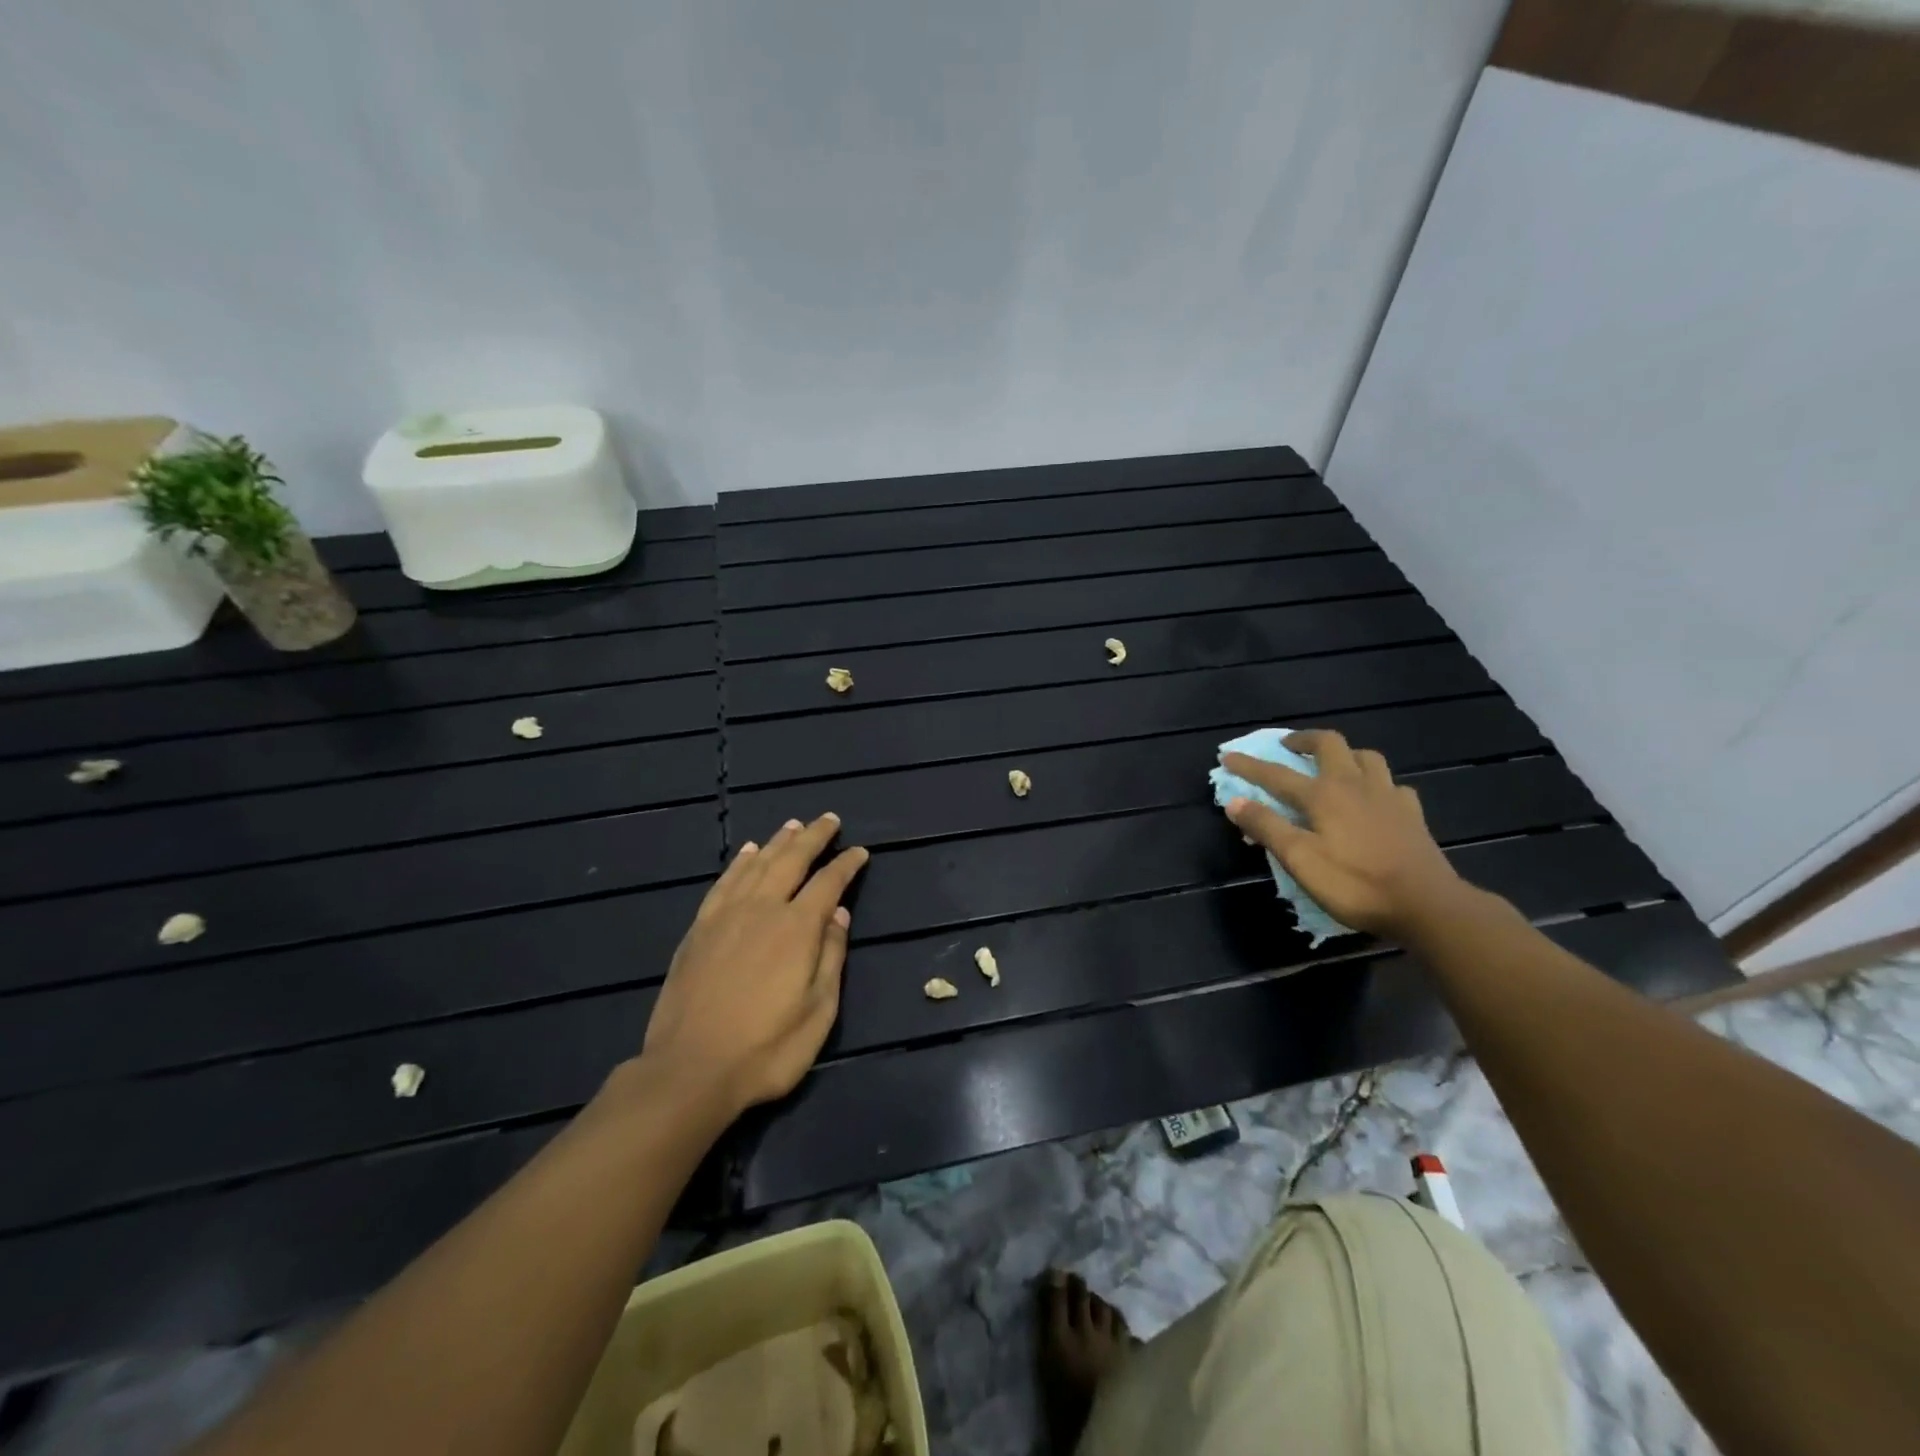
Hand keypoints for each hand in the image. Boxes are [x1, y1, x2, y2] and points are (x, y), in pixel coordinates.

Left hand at [641, 814, 868, 1117]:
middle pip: (791, 860)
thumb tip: (839, 915)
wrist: (689, 1071)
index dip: (847, 865)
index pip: (828, 883)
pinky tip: (746, 852)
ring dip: (777, 842)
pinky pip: (723, 882)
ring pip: (756, 864)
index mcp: (796, 929)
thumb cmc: (766, 1049)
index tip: (860, 852)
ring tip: (792, 825)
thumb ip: (831, 958)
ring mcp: (725, 916)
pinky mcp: (699, 929)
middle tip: (829, 820)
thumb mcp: (818, 1012)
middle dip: (813, 837)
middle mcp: (762, 909)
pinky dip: (739, 862)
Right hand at [1221, 730, 1465, 939]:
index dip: (1249, 766)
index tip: (1227, 756)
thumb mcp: (1300, 860)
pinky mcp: (1411, 814)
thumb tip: (1235, 801)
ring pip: (1365, 757)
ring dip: (1343, 754)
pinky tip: (1374, 798)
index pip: (1276, 774)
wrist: (1427, 905)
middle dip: (1303, 740)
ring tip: (1332, 765)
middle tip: (1287, 746)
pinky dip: (1376, 784)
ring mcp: (1388, 796)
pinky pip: (1392, 785)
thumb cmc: (1355, 884)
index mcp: (1323, 795)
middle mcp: (1354, 785)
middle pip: (1329, 744)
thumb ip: (1267, 827)